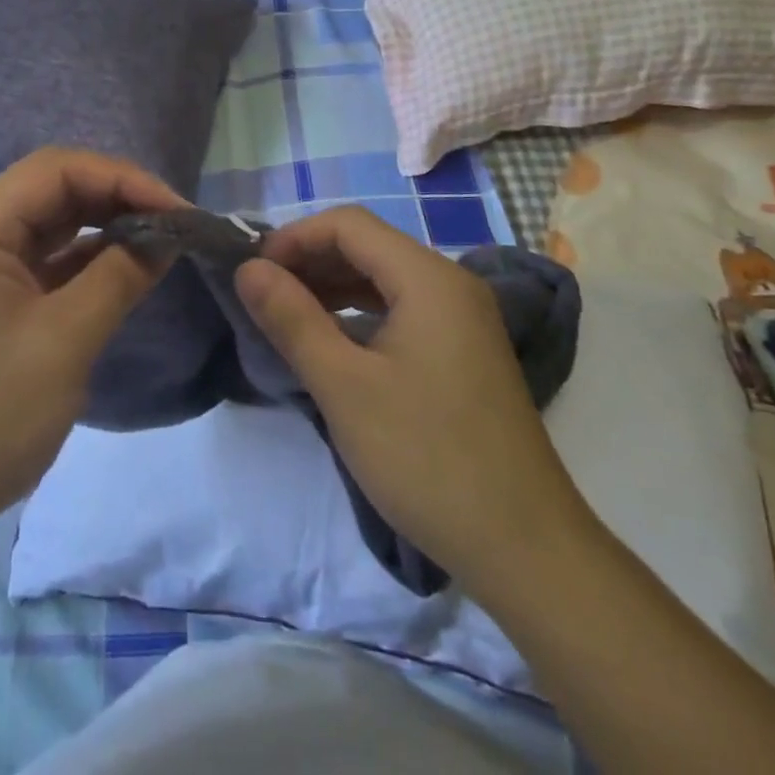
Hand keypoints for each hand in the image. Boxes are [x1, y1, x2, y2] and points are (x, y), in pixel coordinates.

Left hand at [0, 148, 184, 549]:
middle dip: (119, 199)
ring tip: (162, 244)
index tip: (177, 212)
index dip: (123, 179)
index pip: (58, 169)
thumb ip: (119, 277)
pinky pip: (47, 261)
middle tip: (176, 227)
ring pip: (54, 224)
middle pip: (56, 190)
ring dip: (107, 228)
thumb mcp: (64, 342)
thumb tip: (167, 235)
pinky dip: (89, 261)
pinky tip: (128, 271)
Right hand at [236, 208, 594, 593]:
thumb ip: (292, 319)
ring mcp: (462, 319)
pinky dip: (359, 313)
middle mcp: (450, 284)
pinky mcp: (463, 352)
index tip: (253, 271)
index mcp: (428, 278)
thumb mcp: (345, 387)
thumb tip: (248, 268)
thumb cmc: (428, 458)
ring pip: (384, 278)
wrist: (526, 550)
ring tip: (285, 314)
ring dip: (332, 286)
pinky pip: (401, 309)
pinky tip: (331, 341)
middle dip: (310, 260)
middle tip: (261, 294)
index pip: (349, 225)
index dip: (294, 237)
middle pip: (368, 246)